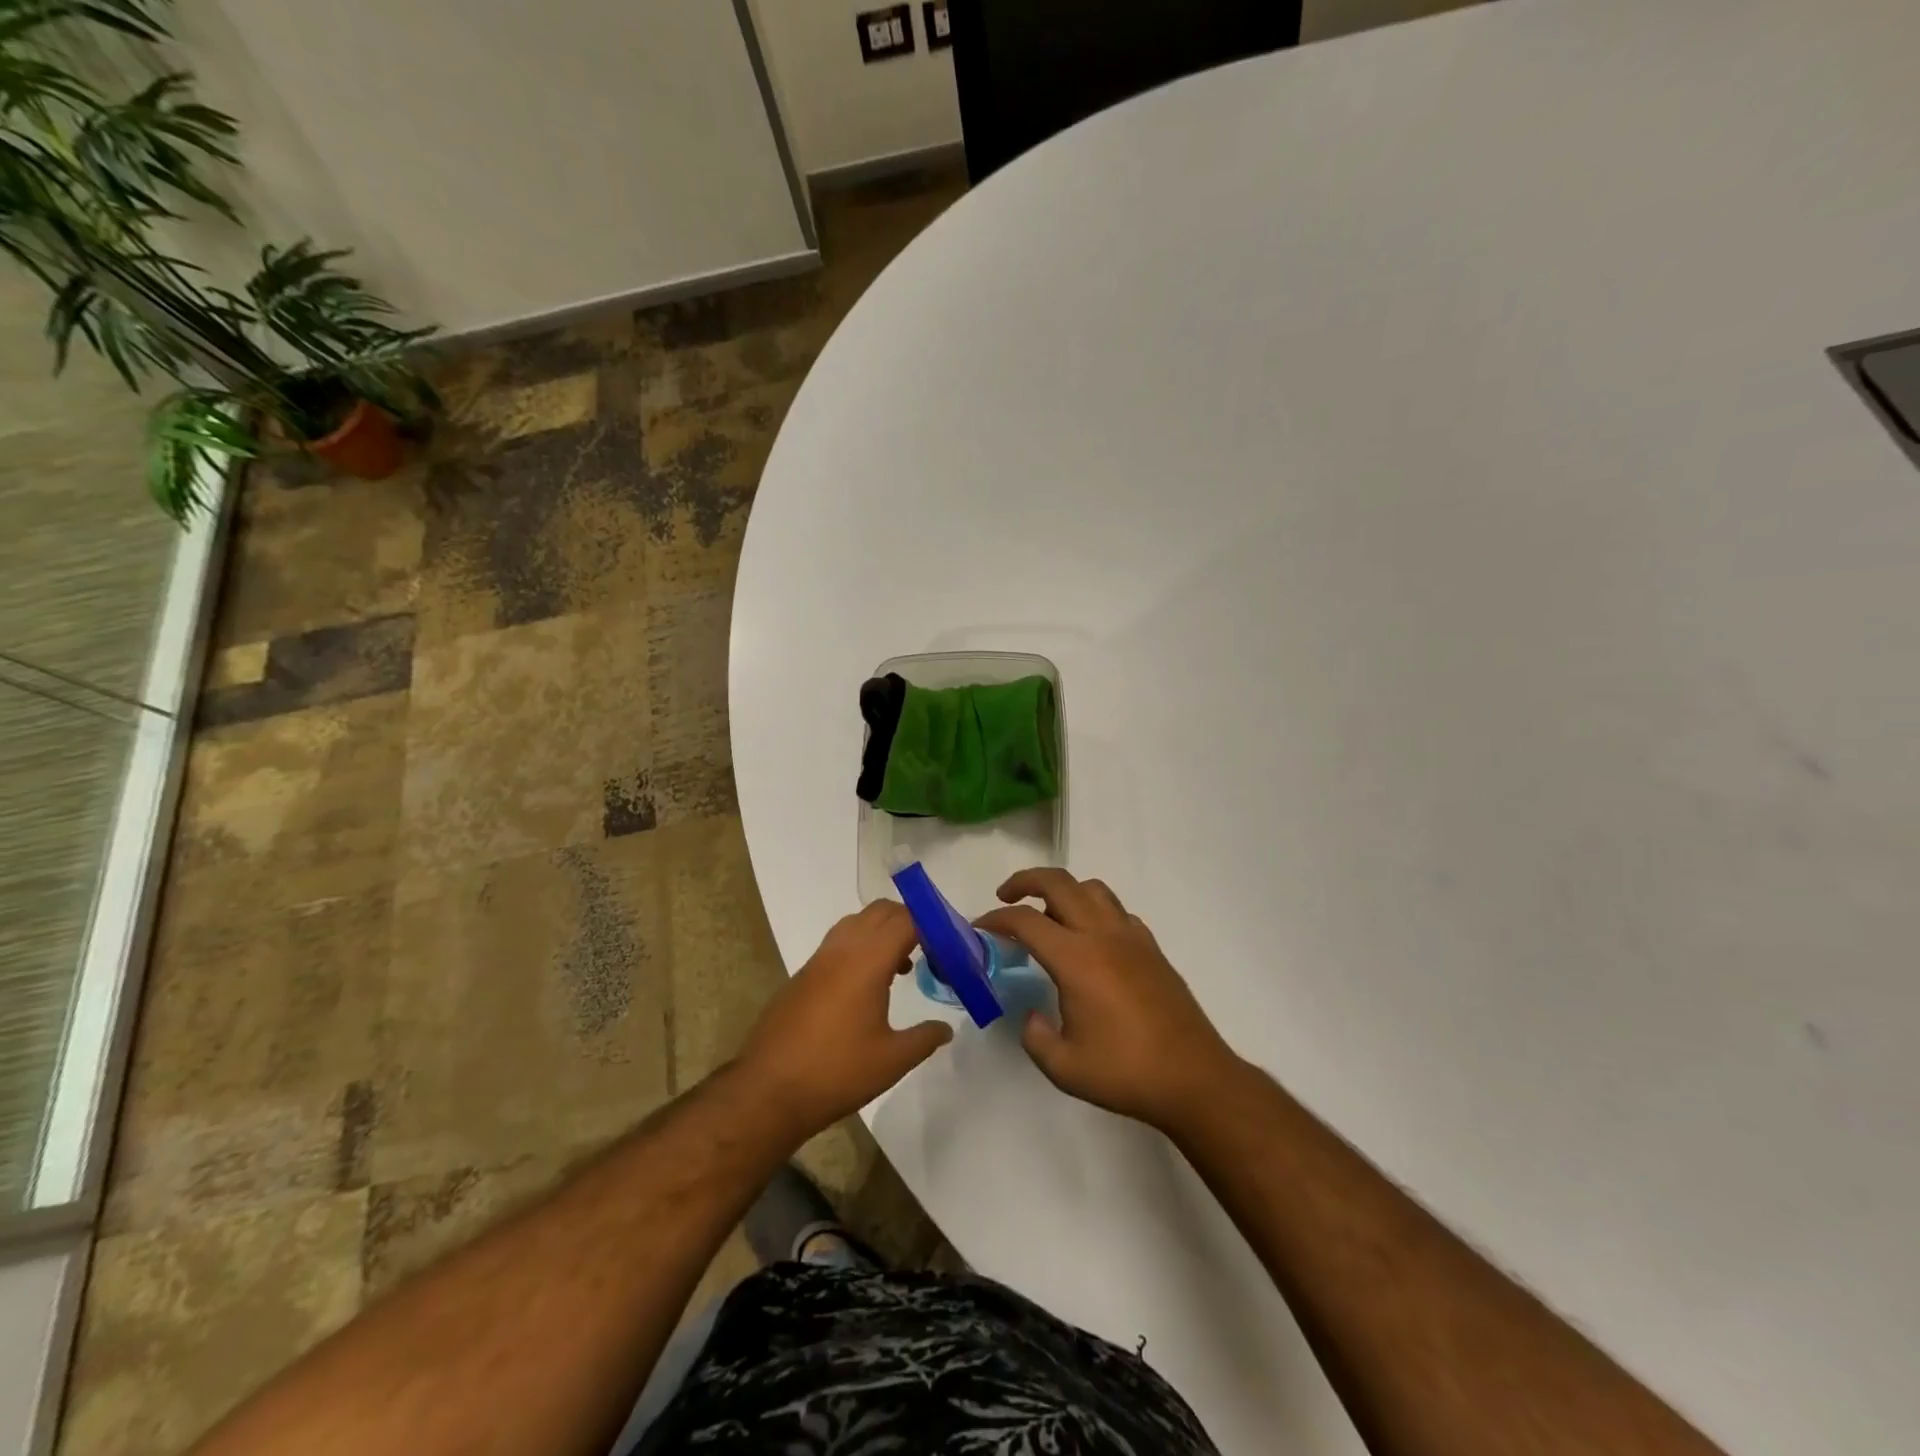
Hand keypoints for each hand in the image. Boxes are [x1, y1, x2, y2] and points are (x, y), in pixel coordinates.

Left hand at [737, 900, 952, 1141]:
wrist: (768, 1091)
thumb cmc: (836, 1072)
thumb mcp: (892, 1061)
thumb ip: (925, 1038)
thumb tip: (946, 1028)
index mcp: (867, 960)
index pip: (906, 921)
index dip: (932, 927)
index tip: (950, 948)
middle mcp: (842, 949)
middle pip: (881, 911)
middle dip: (909, 920)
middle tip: (930, 950)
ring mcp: (818, 959)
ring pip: (856, 922)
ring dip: (882, 931)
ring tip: (900, 965)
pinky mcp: (803, 975)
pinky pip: (838, 941)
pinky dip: (860, 946)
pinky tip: (867, 985)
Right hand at [978, 869, 1238, 1131]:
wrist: (1194, 1078)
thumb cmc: (1126, 1073)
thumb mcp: (1065, 1067)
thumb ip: (1036, 1037)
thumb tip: (1032, 1015)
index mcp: (1077, 959)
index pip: (1026, 921)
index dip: (996, 919)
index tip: (979, 928)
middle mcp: (1103, 935)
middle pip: (1059, 883)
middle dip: (1026, 881)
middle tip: (1005, 897)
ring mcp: (1132, 937)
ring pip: (1092, 889)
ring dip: (1064, 890)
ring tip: (1048, 914)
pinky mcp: (1152, 948)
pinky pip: (1118, 911)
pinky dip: (1095, 910)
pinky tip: (1091, 939)